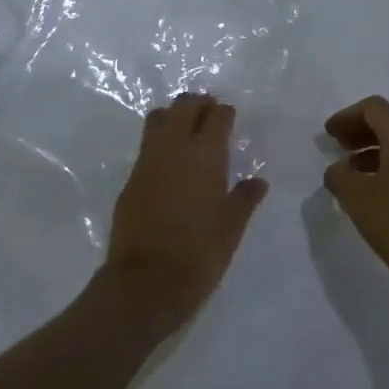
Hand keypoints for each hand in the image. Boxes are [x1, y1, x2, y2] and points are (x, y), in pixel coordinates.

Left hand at [102, 93, 266, 332]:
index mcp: (205, 155)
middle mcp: (174, 148)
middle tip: (210, 115)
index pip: (216, 116)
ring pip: (158, 118)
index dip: (225, 113)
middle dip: (198, 104)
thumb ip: (245, 198)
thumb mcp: (231, 228)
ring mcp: (147, 161)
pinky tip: (170, 162)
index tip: (230, 118)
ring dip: (174, 116)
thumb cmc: (199, 254)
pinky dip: (160, 141)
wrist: (144, 284)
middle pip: (184, 106)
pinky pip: (146, 145)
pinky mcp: (130, 179)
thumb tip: (258, 182)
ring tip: (187, 131)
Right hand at [322, 96, 388, 305]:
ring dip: (378, 148)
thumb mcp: (359, 201)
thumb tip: (338, 169)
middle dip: (362, 130)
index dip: (347, 117)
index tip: (329, 135)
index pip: (373, 108)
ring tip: (355, 171)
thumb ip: (340, 177)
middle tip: (340, 148)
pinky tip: (381, 187)